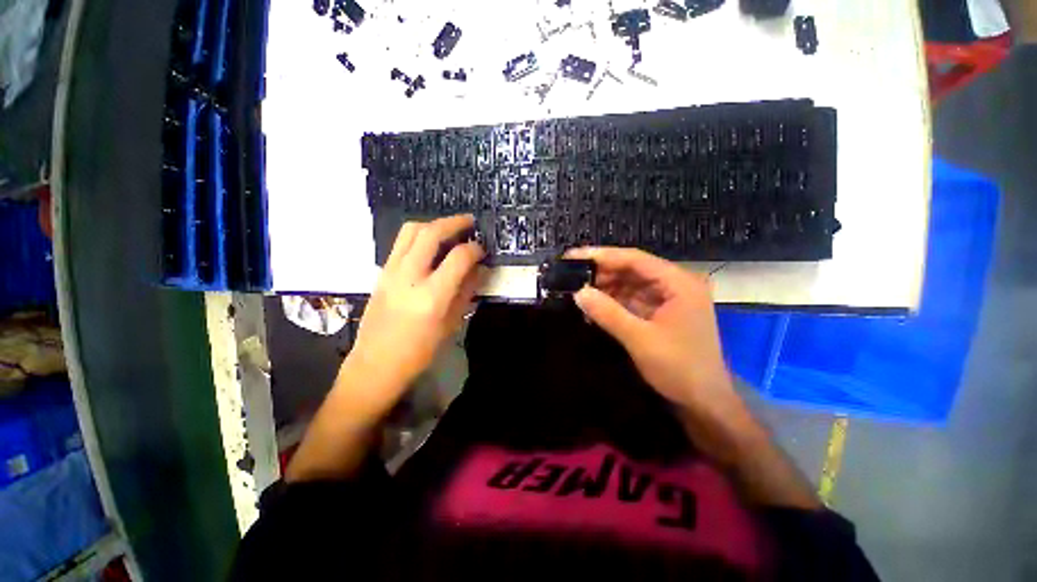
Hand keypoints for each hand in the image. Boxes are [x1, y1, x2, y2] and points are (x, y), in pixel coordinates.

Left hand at [348, 215, 484, 409]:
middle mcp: (409, 276)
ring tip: (450, 229)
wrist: (375, 363)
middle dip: (454, 223)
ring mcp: (391, 271)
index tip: (483, 249)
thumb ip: (467, 292)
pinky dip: (419, 235)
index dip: (474, 249)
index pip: (458, 258)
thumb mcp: (451, 324)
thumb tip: (482, 269)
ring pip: (411, 230)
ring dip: (433, 224)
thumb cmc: (419, 351)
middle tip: (470, 222)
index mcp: (431, 296)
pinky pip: (401, 242)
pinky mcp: (381, 272)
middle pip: (431, 233)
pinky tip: (431, 245)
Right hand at [565, 247, 744, 424]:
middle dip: (602, 272)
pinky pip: (633, 299)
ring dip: (606, 286)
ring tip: (578, 288)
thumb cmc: (679, 368)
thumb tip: (578, 292)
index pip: (635, 259)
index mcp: (679, 283)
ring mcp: (669, 299)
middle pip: (632, 269)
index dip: (602, 256)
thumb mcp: (640, 339)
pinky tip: (594, 304)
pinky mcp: (661, 313)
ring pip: (631, 284)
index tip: (574, 256)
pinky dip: (614, 301)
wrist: (704, 403)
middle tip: (572, 274)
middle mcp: (675, 284)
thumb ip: (608, 313)